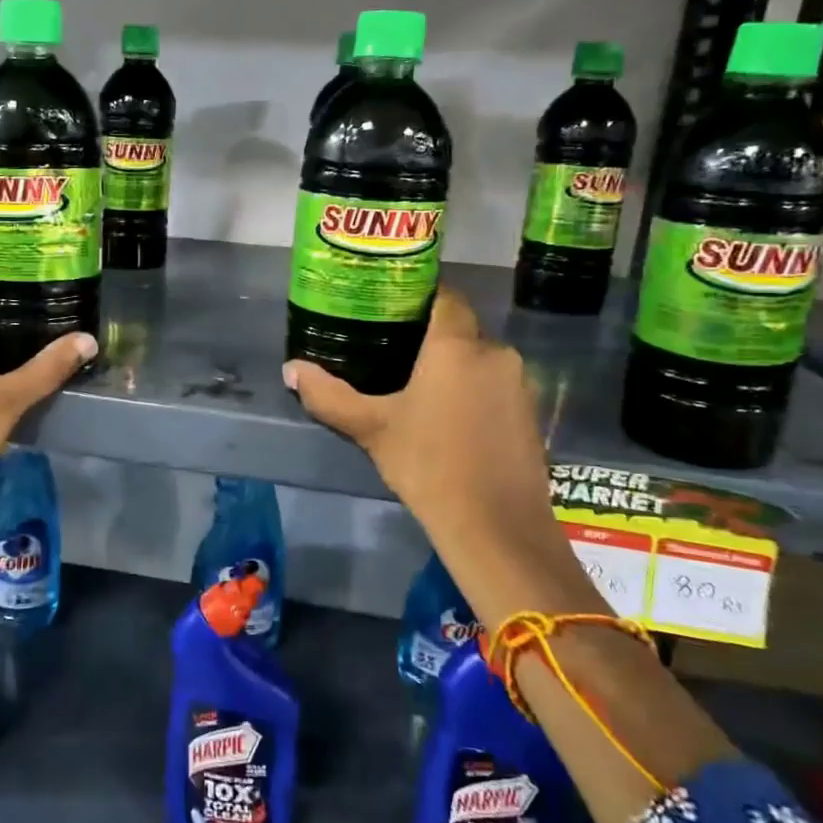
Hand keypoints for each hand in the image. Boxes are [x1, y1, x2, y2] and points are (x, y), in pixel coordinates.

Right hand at [284, 288, 559, 555]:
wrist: (496, 527)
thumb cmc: (428, 464)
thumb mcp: (371, 428)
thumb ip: (328, 395)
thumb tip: (291, 370)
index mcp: (456, 345)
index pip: (444, 296)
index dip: (418, 296)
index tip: (389, 307)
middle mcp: (495, 353)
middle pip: (460, 329)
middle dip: (430, 337)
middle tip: (392, 352)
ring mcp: (519, 384)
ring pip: (479, 359)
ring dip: (453, 367)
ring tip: (417, 388)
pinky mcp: (531, 413)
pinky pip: (495, 386)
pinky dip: (473, 391)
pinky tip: (450, 419)